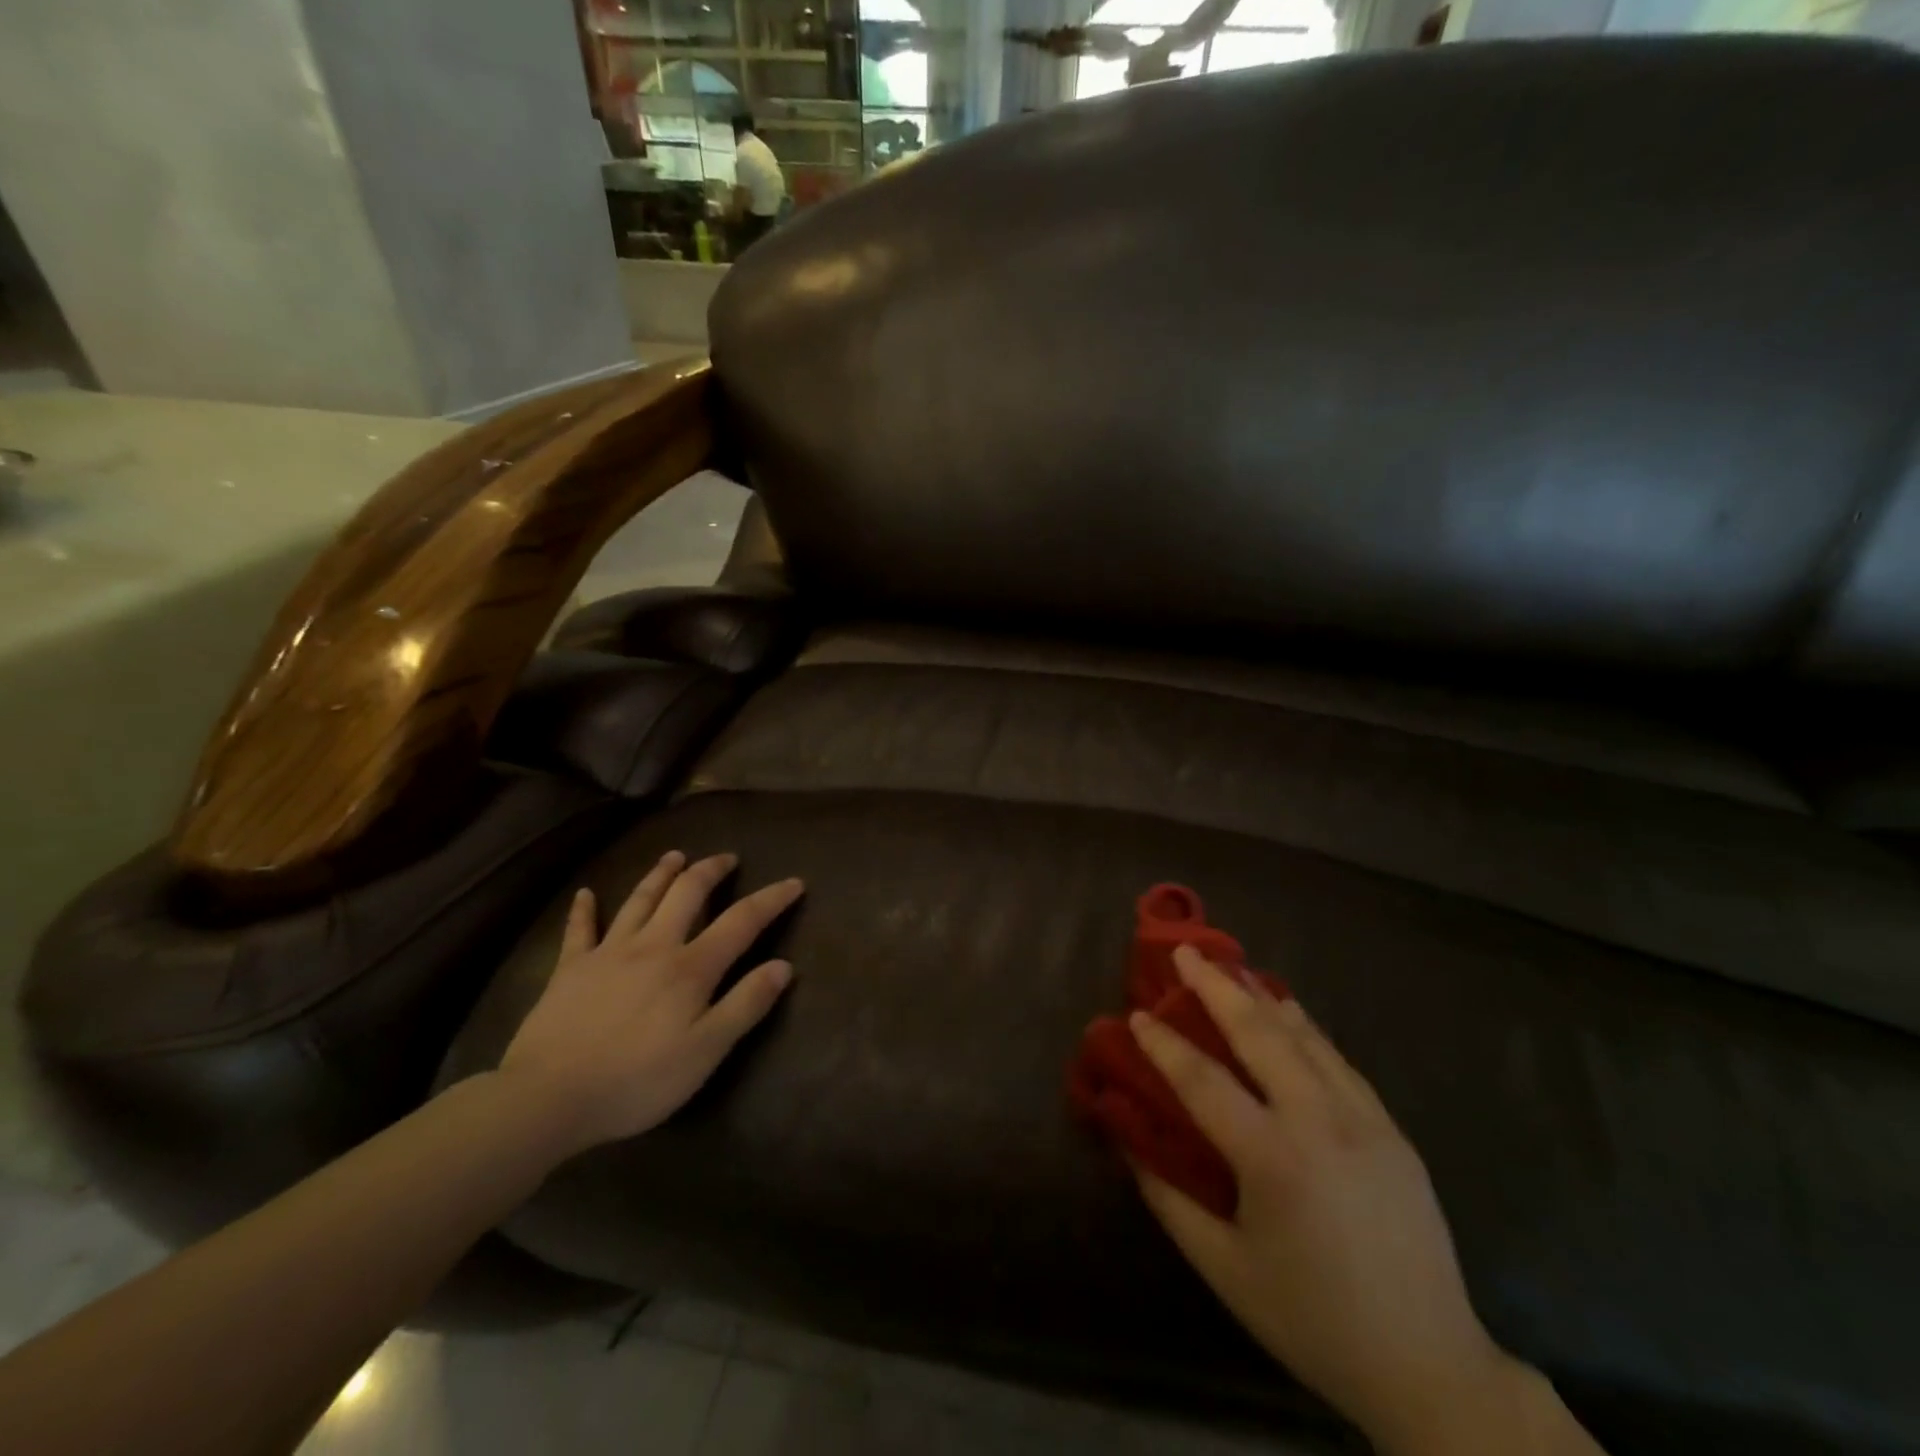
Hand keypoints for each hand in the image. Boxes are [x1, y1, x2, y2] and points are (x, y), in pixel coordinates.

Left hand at [499, 851, 802, 1157]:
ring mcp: (608, 953)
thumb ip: (746, 1004)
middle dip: (711, 870)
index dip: (771, 899)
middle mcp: (653, 946)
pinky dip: (584, 909)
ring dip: (660, 874)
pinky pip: (579, 930)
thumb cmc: (637, 1080)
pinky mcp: (570, 969)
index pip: (742, 921)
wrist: (547, 1098)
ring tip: (675, 856)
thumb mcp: (706, 1051)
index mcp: (691, 967)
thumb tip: (784, 966)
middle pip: (687, 893)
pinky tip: (586, 894)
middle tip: (727, 857)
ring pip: (640, 900)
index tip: (795, 882)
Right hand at [1129, 948, 1539, 1452]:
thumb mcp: (1224, 1269)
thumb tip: (1129, 1141)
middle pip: (1258, 1033)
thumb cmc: (1312, 1321)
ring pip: (1303, 1035)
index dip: (1163, 1044)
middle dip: (1216, 986)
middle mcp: (1319, 1122)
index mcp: (1273, 1159)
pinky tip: (1287, 1009)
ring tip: (1228, 965)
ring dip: (1259, 996)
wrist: (1430, 1367)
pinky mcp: (1391, 1127)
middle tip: (1185, 952)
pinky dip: (1304, 1025)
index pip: (1202, 1080)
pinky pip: (1337, 1058)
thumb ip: (1168, 1199)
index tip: (1136, 1015)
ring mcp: (1363, 1119)